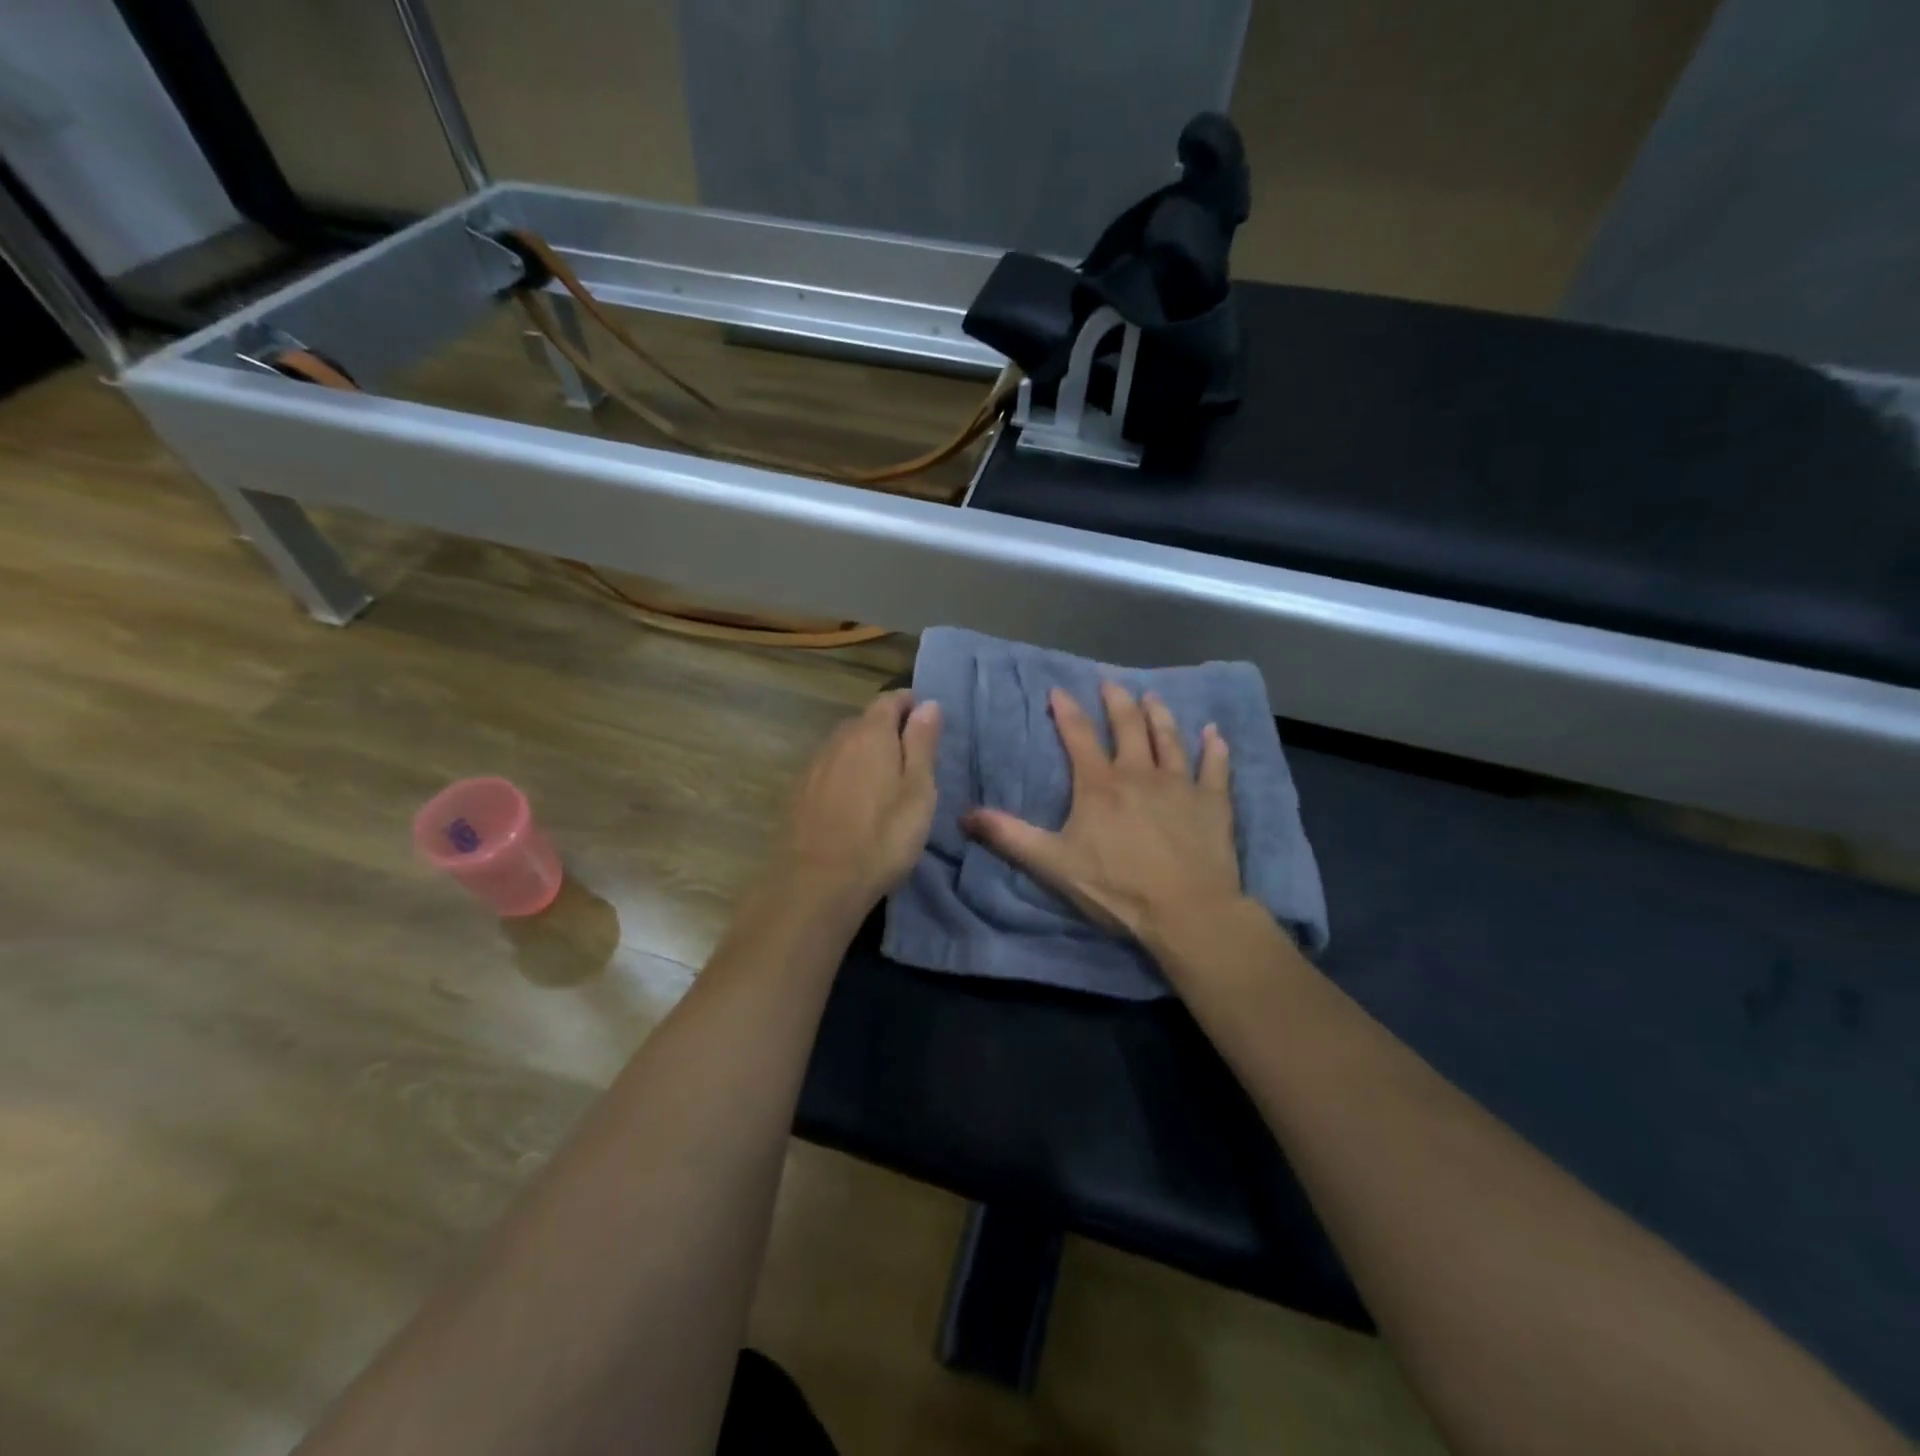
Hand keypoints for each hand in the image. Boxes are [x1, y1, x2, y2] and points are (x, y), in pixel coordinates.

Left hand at [762, 689, 941, 920]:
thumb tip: (928, 704)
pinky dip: (845, 775)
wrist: (815, 884)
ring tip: (884, 782)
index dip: (911, 704)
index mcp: (870, 734)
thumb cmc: (881, 838)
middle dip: (888, 730)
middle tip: (912, 758)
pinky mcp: (798, 794)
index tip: (927, 721)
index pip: (891, 700)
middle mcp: (837, 740)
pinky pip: (829, 770)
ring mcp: (813, 767)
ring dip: (865, 754)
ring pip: (845, 746)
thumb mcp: (918, 791)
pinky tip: (853, 803)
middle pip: (865, 721)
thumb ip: (922, 744)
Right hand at [963, 681, 1241, 948]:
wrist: (1186, 910)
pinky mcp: (1213, 802)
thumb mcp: (1053, 863)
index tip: (1058, 690)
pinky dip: (1215, 748)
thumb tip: (966, 815)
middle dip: (1116, 701)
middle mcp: (1140, 773)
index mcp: (1100, 785)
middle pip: (1127, 726)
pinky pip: (1215, 767)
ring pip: (1169, 738)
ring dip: (1159, 715)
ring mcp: (1181, 784)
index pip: (1078, 736)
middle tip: (1110, 683)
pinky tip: (1215, 733)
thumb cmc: (1116, 887)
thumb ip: (1010, 836)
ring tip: (1152, 696)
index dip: (1067, 711)